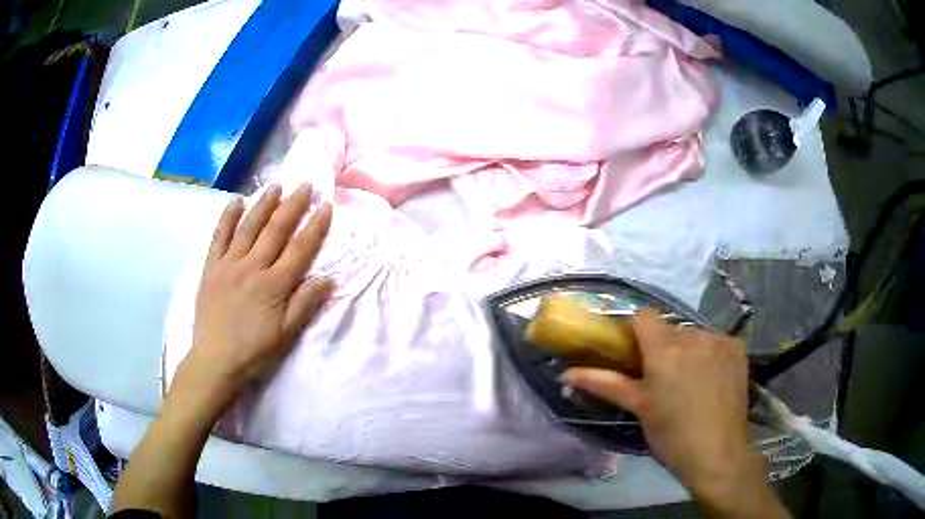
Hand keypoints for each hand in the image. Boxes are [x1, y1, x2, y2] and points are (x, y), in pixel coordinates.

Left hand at [172, 183, 333, 416]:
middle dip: (292, 205)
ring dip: (263, 204)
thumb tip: (328, 279)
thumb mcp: (286, 334)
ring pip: (248, 226)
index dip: (315, 226)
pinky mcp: (211, 267)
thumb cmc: (254, 350)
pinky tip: (236, 201)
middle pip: (275, 230)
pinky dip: (227, 217)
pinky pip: (219, 236)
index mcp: (274, 284)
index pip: (300, 248)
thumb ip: (305, 304)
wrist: (215, 360)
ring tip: (276, 185)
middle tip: (305, 184)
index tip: (325, 206)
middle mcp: (253, 267)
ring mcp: (229, 264)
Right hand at [563, 309, 788, 517]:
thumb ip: (604, 384)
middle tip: (663, 378)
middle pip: (671, 328)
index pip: (644, 315)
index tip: (637, 354)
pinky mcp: (737, 348)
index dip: (637, 331)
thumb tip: (566, 373)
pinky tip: (713, 379)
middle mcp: (693, 335)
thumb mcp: (638, 408)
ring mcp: (719, 339)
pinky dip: (711, 354)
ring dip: (689, 350)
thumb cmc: (671, 434)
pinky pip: (716, 341)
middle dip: (664, 346)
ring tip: (691, 381)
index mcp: (664, 348)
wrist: (717, 453)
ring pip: (695, 334)